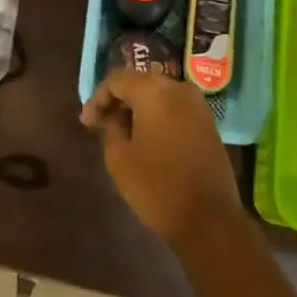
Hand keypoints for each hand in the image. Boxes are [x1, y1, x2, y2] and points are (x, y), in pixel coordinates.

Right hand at [82, 67, 242, 244]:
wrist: (209, 218)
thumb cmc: (157, 186)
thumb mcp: (119, 158)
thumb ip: (110, 126)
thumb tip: (111, 115)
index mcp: (154, 90)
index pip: (117, 79)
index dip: (97, 97)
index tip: (87, 123)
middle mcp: (178, 88)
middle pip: (140, 83)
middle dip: (118, 101)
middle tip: (101, 124)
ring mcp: (197, 104)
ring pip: (159, 95)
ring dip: (138, 109)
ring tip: (122, 133)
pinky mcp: (208, 122)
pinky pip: (175, 108)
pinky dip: (157, 116)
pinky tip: (147, 138)